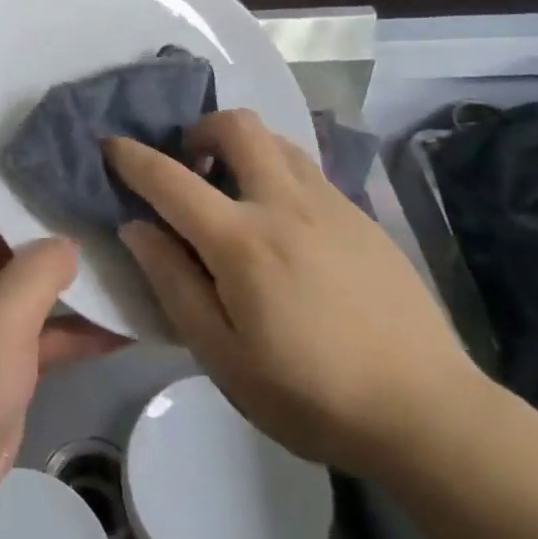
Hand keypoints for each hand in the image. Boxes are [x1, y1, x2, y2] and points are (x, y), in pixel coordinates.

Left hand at [0, 161, 122, 530]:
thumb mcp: (2, 315)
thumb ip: (41, 268)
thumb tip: (68, 243)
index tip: (44, 147)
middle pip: (0, 228)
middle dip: (45, 215)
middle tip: (99, 192)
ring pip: (25, 279)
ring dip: (67, 273)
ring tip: (123, 245)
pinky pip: (38, 328)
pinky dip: (73, 326)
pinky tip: (125, 320)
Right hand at [106, 111, 480, 477]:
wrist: (428, 412)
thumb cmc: (312, 395)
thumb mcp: (224, 357)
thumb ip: (174, 285)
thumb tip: (136, 227)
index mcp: (242, 242)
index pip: (171, 180)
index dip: (132, 157)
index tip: (109, 144)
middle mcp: (284, 204)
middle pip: (237, 125)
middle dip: (201, 130)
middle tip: (191, 168)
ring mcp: (330, 204)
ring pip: (276, 140)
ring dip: (243, 149)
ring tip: (236, 192)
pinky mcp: (361, 216)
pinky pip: (307, 168)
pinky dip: (278, 172)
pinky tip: (284, 224)